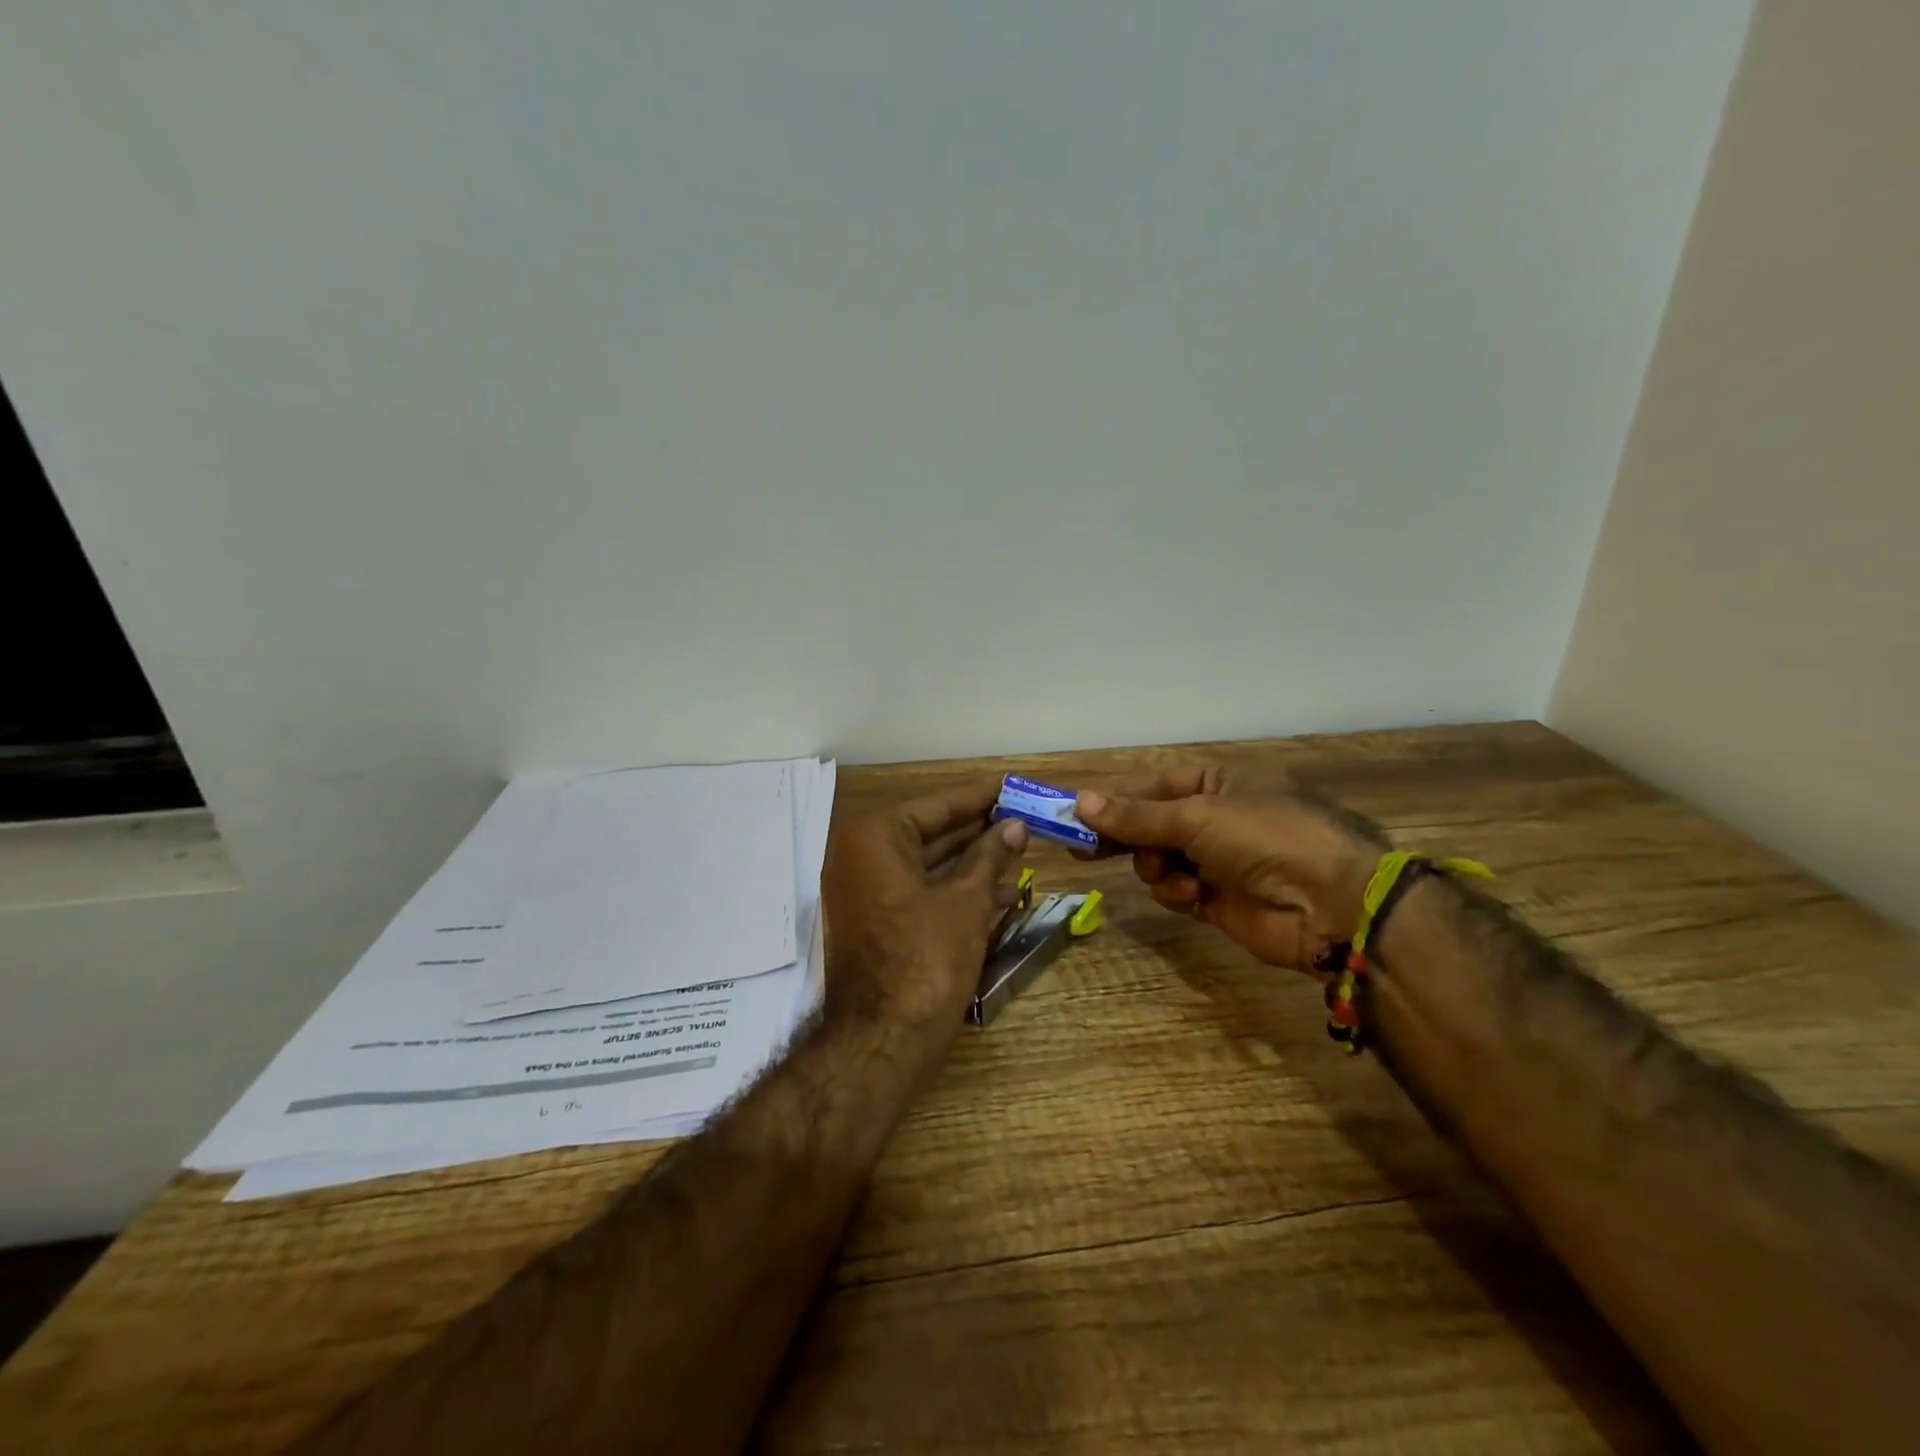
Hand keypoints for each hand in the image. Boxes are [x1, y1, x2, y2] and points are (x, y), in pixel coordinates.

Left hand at [822, 777, 1027, 1043]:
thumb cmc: (925, 960)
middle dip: (979, 829)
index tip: (1013, 783)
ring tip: (1021, 851)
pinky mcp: (875, 923)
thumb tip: (1013, 826)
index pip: (937, 804)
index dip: (980, 796)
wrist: (881, 1042)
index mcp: (876, 839)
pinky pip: (919, 893)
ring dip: (973, 862)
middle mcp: (861, 858)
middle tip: (1023, 817)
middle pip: (930, 832)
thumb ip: (989, 857)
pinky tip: (1000, 894)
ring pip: (928, 865)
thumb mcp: (966, 901)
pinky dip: (955, 890)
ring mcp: (865, 893)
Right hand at [1075, 766, 1385, 972]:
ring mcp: (1218, 858)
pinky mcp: (1218, 898)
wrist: (1331, 904)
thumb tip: (1080, 802)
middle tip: (1081, 851)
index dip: (1113, 798)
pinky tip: (1193, 897)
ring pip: (1158, 858)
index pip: (1152, 784)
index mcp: (1219, 781)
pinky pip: (1176, 889)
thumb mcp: (1196, 817)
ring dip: (1157, 867)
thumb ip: (1136, 816)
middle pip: (1151, 822)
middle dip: (1123, 836)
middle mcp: (1217, 815)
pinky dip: (1178, 892)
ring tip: (1168, 872)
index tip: (1073, 813)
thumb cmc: (1265, 837)